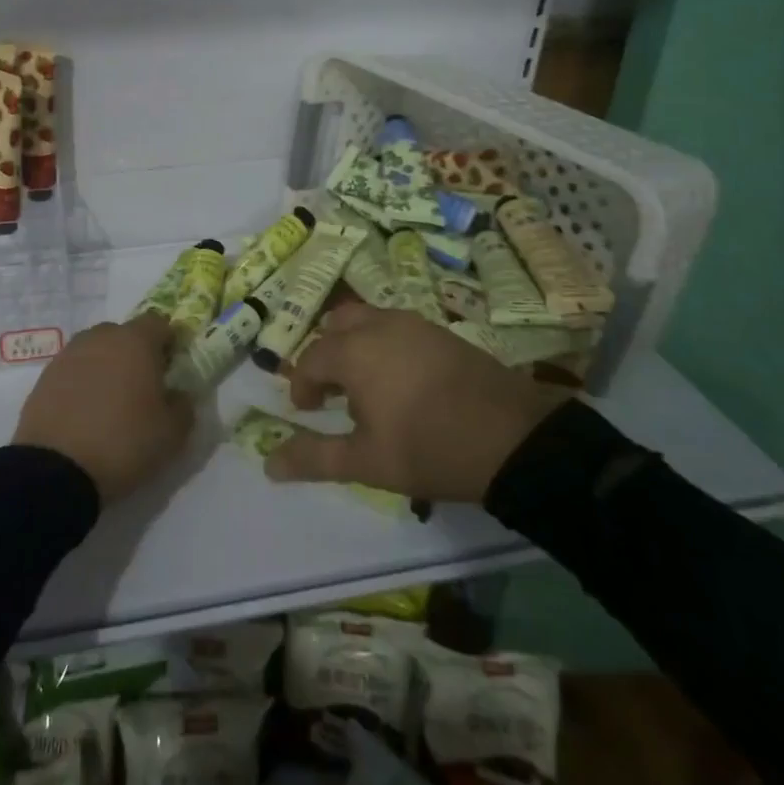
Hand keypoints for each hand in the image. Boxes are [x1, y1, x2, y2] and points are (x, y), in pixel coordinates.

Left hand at [13, 314, 192, 504]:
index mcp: (135, 342)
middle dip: (135, 354)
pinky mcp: (44, 377)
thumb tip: (177, 394)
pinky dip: (81, 383)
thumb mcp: (172, 434)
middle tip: (141, 387)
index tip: (171, 368)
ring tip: (110, 402)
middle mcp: (100, 338)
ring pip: (95, 350)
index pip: (158, 323)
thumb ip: (183, 405)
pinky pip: (72, 370)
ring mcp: (68, 355)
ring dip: (106, 367)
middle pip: (124, 334)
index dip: (168, 342)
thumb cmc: (124, 442)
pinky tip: (84, 413)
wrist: (55, 470)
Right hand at [265, 303, 571, 502]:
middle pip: (337, 326)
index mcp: (354, 352)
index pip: (310, 359)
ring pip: (368, 320)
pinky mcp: (442, 332)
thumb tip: (269, 464)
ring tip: (367, 386)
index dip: (302, 385)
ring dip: (356, 346)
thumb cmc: (430, 448)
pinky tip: (402, 380)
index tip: (308, 412)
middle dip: (326, 355)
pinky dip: (385, 343)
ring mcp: (415, 324)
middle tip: (333, 392)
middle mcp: (379, 326)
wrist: (515, 439)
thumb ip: (315, 458)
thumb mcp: (367, 461)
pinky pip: (398, 326)